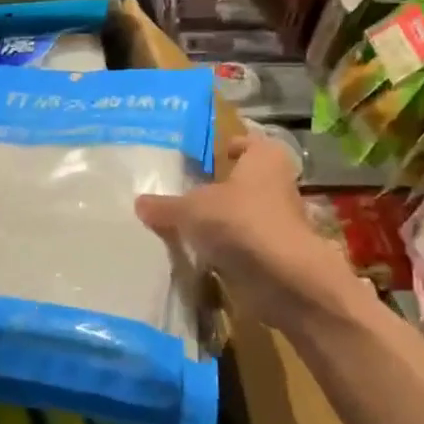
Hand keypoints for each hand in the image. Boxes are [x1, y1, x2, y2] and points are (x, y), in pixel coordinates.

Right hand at [135, 132, 365, 330]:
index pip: (247, 143)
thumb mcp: (189, 210)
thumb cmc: (239, 222)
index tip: (205, 158)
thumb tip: (139, 202)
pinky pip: (244, 246)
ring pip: (243, 215)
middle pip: (244, 182)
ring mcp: (280, 222)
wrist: (284, 279)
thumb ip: (164, 206)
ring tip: (184, 227)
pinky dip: (225, 250)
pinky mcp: (276, 255)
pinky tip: (197, 255)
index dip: (228, 148)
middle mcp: (277, 185)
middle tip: (183, 192)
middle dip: (218, 189)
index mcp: (264, 159)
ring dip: (221, 222)